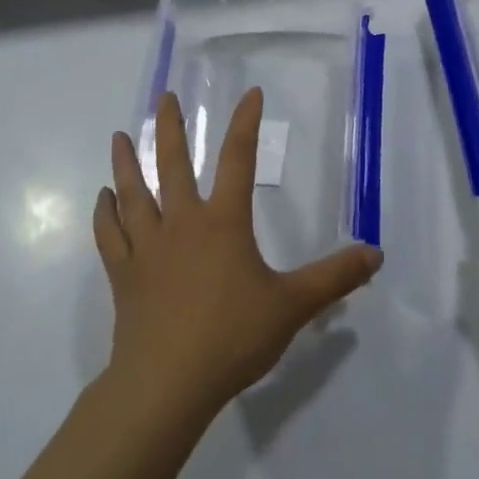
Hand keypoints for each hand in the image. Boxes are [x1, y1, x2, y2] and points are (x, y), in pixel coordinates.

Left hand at [98, 89, 381, 422]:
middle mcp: (182, 223)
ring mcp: (147, 248)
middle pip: (172, 164)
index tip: (250, 94)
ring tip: (120, 136)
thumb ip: (334, 278)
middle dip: (170, 127)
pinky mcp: (123, 275)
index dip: (245, 124)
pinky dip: (105, 213)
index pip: (238, 160)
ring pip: (133, 193)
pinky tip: (103, 198)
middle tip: (164, 96)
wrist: (167, 383)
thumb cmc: (232, 337)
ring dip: (126, 162)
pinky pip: (110, 235)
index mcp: (223, 222)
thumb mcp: (293, 306)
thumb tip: (376, 254)